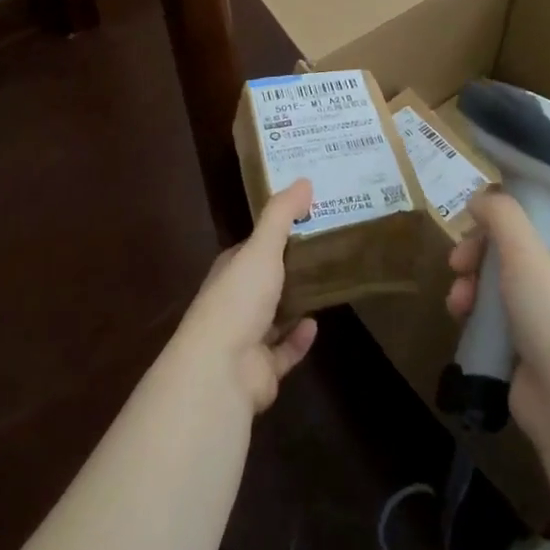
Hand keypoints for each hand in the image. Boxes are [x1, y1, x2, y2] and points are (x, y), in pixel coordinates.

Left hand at [174, 179, 319, 413]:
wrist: (222, 369)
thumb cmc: (239, 299)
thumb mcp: (262, 248)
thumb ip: (282, 215)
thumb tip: (304, 180)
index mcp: (230, 272)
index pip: (252, 248)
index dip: (274, 235)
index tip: (305, 221)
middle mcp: (235, 303)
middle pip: (264, 282)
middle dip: (289, 270)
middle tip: (327, 251)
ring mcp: (246, 338)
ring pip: (274, 317)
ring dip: (295, 304)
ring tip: (326, 286)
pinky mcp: (262, 370)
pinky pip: (284, 351)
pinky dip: (299, 339)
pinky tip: (317, 324)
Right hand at [445, 189, 549, 442]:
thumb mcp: (526, 255)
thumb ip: (502, 216)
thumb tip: (482, 198)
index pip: (538, 217)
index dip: (504, 213)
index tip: (474, 219)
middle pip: (511, 248)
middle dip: (477, 252)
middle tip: (458, 261)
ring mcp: (548, 316)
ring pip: (498, 281)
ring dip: (470, 283)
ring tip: (457, 299)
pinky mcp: (529, 344)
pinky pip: (495, 314)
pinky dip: (475, 312)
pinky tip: (460, 317)